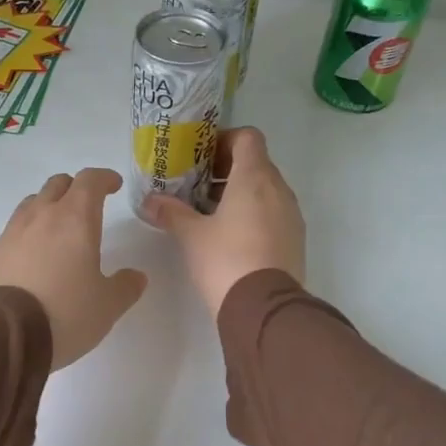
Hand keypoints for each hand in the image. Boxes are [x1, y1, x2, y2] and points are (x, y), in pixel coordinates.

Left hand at [0, 167, 147, 370]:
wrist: (3, 334)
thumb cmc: (65, 312)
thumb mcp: (107, 305)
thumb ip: (125, 287)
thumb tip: (136, 276)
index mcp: (75, 219)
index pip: (90, 181)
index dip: (104, 178)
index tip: (114, 185)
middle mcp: (41, 216)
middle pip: (57, 185)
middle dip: (75, 188)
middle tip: (88, 204)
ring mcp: (13, 233)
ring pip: (32, 203)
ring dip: (48, 206)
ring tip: (59, 228)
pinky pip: (15, 230)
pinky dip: (29, 233)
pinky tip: (35, 256)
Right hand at [147, 127, 305, 315]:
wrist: (264, 308)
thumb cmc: (225, 260)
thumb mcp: (191, 235)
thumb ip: (171, 212)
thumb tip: (149, 201)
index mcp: (254, 178)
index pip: (248, 137)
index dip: (225, 140)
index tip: (202, 158)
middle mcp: (279, 189)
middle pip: (256, 163)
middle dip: (227, 170)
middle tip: (199, 186)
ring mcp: (291, 215)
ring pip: (266, 189)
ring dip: (241, 193)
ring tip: (211, 213)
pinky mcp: (295, 239)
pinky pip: (274, 212)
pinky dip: (254, 213)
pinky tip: (231, 236)